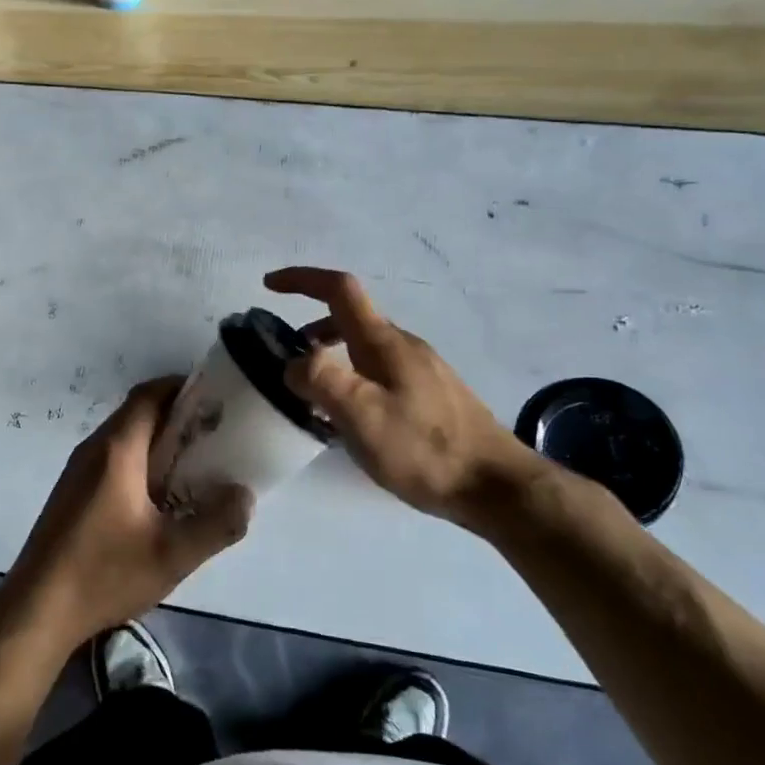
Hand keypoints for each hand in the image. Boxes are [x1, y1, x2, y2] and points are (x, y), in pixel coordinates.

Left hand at [2, 377, 252, 648]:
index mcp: (117, 450)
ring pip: (123, 438)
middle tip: (214, 435)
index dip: (181, 387)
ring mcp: (77, 470)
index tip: (214, 397)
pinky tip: (158, 497)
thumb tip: (245, 495)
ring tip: (194, 465)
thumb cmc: (104, 573)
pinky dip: (139, 462)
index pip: (149, 395)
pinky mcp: (71, 493)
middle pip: (137, 414)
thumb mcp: (172, 555)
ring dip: (158, 442)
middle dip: (176, 416)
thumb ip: (216, 524)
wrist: (36, 609)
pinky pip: (111, 460)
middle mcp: (93, 449)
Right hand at [265, 267, 541, 525]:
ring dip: (333, 355)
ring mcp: (422, 368)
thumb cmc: (423, 448)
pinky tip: (354, 418)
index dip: (302, 279)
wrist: (495, 485)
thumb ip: (320, 380)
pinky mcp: (433, 394)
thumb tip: (294, 363)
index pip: (339, 289)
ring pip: (366, 347)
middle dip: (312, 327)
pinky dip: (354, 376)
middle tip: (287, 359)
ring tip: (314, 393)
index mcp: (383, 341)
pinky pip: (382, 370)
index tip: (269, 285)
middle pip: (351, 318)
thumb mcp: (361, 415)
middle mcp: (404, 345)